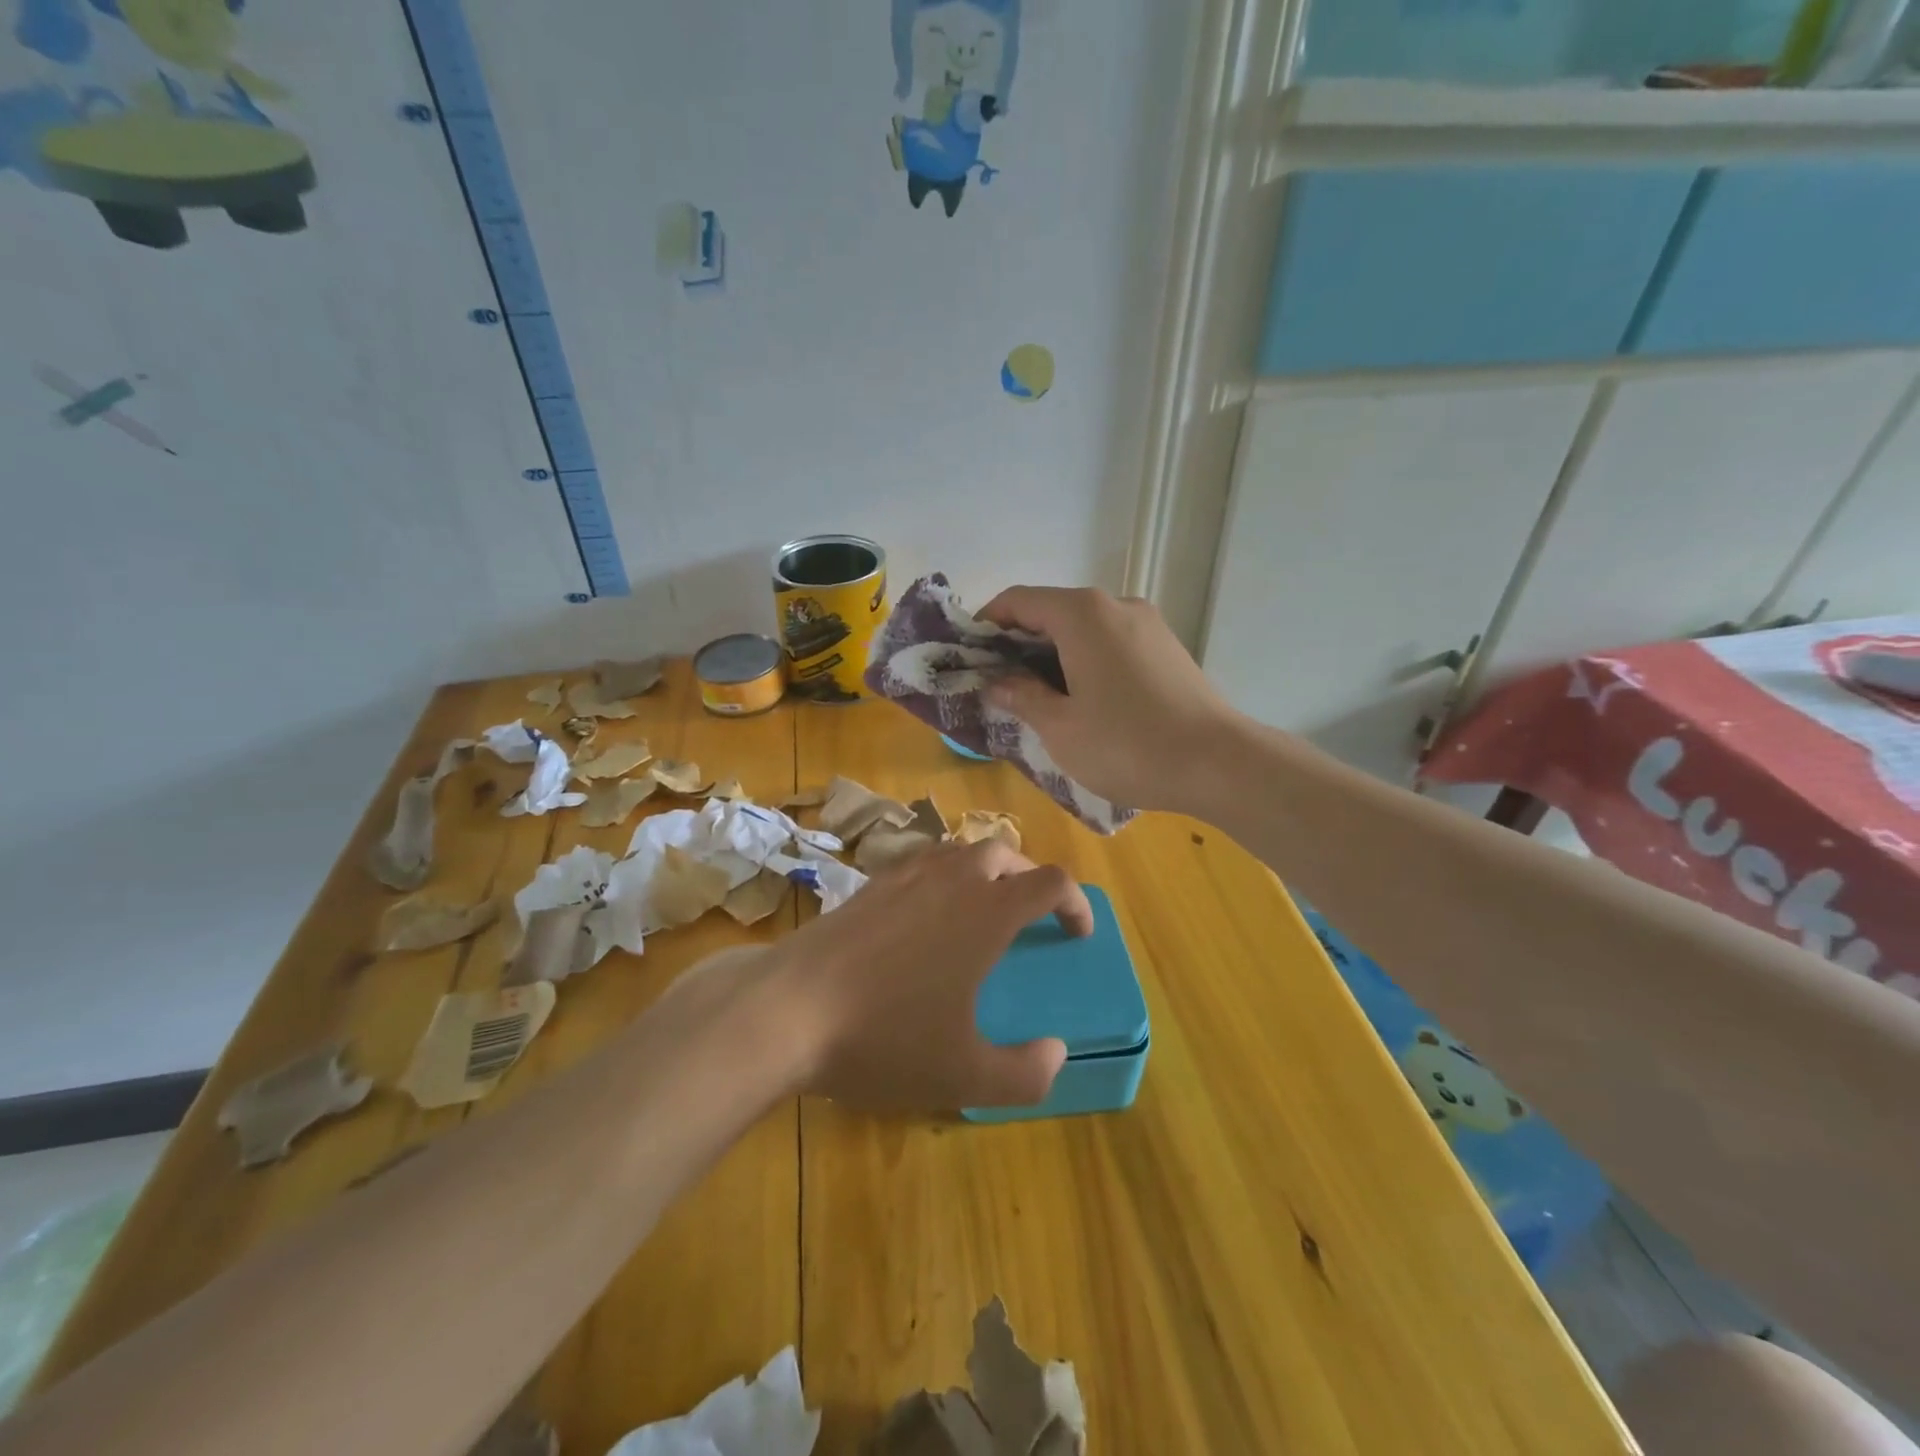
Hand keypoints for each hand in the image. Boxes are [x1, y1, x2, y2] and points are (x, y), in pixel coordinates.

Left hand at [766, 840, 1092, 1109]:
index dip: (1075, 902)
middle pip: (1003, 851)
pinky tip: (923, 921)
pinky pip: (920, 864)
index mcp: (986, 911)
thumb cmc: (884, 1038)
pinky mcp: (867, 885)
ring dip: (982, 872)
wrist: (786, 1010)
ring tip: (979, 912)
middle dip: (1027, 877)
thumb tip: (1056, 1054)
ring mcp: (904, 875)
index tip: (1076, 933)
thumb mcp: (965, 1076)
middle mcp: (950, 879)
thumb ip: (1026, 1074)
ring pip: (958, 851)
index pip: (1050, 881)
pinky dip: (941, 879)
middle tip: (1028, 916)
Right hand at [978, 586, 1239, 811]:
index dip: (987, 622)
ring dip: (1053, 652)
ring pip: (1085, 627)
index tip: (968, 654)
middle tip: (997, 681)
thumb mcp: (1061, 728)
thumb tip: (998, 682)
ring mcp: (1148, 624)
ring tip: (1037, 695)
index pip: (1019, 601)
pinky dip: (1086, 659)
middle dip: (1019, 641)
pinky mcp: (1168, 648)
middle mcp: (1116, 605)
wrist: (1219, 764)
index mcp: (1082, 614)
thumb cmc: (1127, 745)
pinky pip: (1112, 642)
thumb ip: (1022, 697)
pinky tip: (1083, 698)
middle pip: (1053, 610)